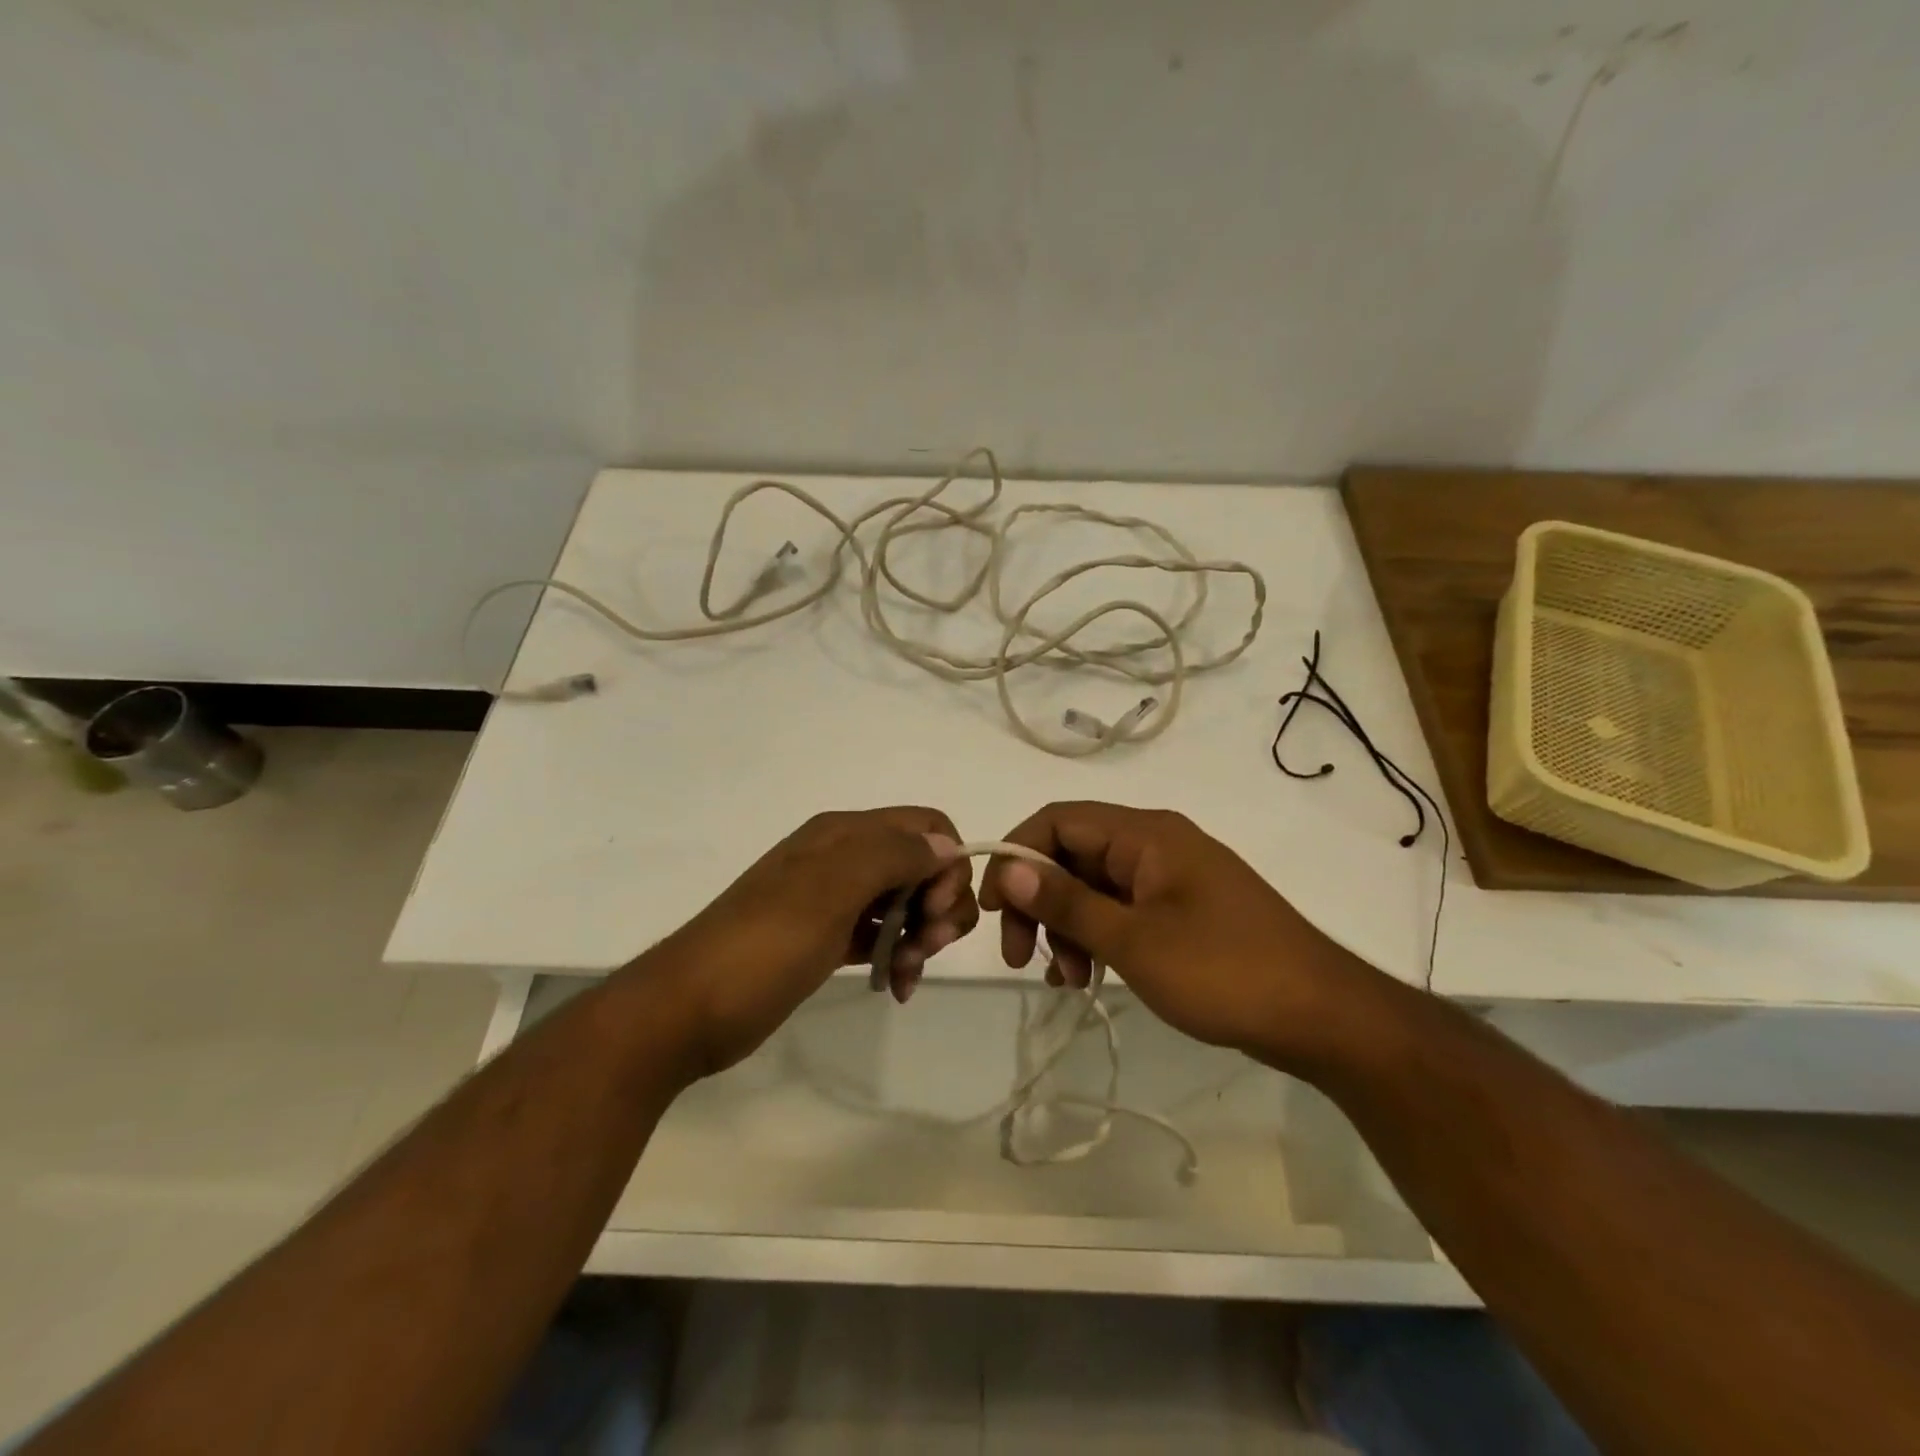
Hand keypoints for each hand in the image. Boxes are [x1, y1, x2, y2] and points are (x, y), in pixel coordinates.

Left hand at [659, 808, 977, 1074]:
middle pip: (921, 864)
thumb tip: (946, 844)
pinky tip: (897, 986)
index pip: (925, 825)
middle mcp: (843, 857)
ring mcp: (834, 899)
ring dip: (921, 935)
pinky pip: (881, 934)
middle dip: (938, 904)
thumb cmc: (763, 946)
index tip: (935, 911)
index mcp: (844, 834)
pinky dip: (897, 954)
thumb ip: (891, 857)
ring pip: (905, 901)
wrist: (688, 1009)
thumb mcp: (829, 892)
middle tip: (926, 947)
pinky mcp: (827, 938)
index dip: (946, 864)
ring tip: (906, 974)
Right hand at [978, 802, 1383, 1071]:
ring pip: (1095, 886)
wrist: (1324, 1017)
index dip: (1016, 855)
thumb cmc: (1225, 971)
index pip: (1058, 819)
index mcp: (1146, 834)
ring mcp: (1173, 877)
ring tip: (1068, 981)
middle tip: (1021, 956)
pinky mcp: (1185, 909)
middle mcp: (1156, 844)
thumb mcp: (1133, 941)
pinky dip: (1099, 937)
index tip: (992, 909)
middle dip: (1039, 901)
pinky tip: (1090, 978)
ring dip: (1068, 926)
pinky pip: (1123, 909)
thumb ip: (1066, 902)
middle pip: (1073, 853)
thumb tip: (1008, 866)